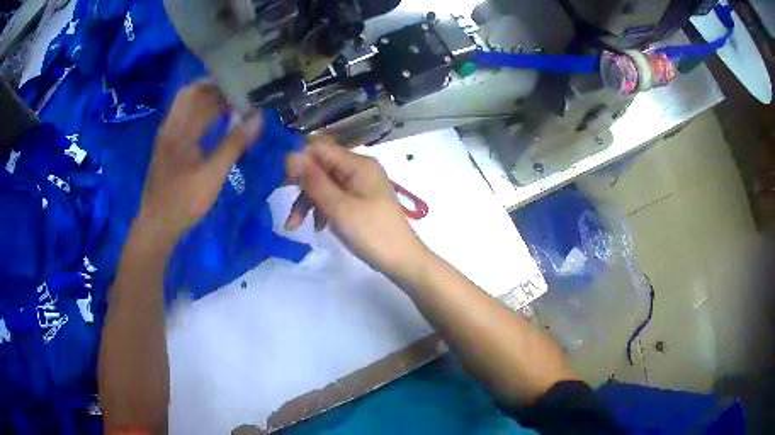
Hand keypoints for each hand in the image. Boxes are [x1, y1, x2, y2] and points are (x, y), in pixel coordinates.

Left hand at [137, 81, 262, 246]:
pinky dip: (198, 112)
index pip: (205, 94)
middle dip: (217, 89)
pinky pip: (182, 116)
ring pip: (186, 103)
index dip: (227, 89)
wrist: (157, 224)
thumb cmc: (185, 201)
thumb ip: (234, 143)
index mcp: (181, 128)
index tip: (248, 92)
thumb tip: (258, 117)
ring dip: (207, 99)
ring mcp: (166, 134)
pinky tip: (211, 122)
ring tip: (229, 106)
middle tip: (239, 96)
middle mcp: (171, 125)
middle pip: (193, 92)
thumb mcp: (213, 174)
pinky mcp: (165, 144)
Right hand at [285, 136, 427, 274]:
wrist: (403, 261)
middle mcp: (360, 169)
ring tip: (294, 226)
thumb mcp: (339, 207)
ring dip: (309, 203)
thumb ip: (314, 180)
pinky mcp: (362, 201)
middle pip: (321, 168)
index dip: (298, 160)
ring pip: (326, 185)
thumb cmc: (372, 233)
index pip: (320, 149)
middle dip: (301, 187)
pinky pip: (336, 198)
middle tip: (281, 201)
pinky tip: (318, 227)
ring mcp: (362, 185)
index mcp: (359, 164)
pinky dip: (323, 210)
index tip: (278, 179)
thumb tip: (290, 154)